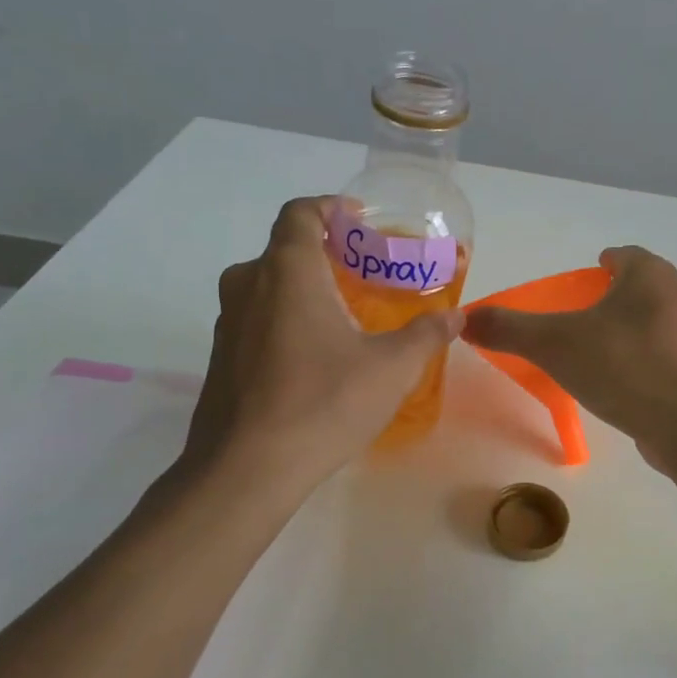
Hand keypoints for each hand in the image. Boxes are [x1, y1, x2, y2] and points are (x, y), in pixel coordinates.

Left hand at [179, 197, 462, 486]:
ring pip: (268, 285)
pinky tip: (316, 354)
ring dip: (305, 287)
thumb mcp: (391, 368)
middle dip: (326, 252)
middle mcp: (248, 285)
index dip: (329, 207)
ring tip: (345, 313)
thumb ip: (425, 335)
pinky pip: (257, 318)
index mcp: (287, 271)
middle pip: (285, 248)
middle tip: (364, 272)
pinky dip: (286, 317)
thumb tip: (455, 318)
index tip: (358, 220)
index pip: (300, 212)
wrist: (246, 470)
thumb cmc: (323, 403)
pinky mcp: (220, 357)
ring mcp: (228, 323)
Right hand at [462, 246, 676, 467]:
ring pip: (654, 320)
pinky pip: (665, 353)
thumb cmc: (622, 366)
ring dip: (629, 328)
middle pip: (640, 286)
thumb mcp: (554, 344)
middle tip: (580, 317)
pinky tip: (621, 382)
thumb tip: (467, 319)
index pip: (624, 255)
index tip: (580, 282)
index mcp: (650, 276)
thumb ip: (510, 328)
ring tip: (596, 351)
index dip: (601, 264)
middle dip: (612, 296)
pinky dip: (642, 358)